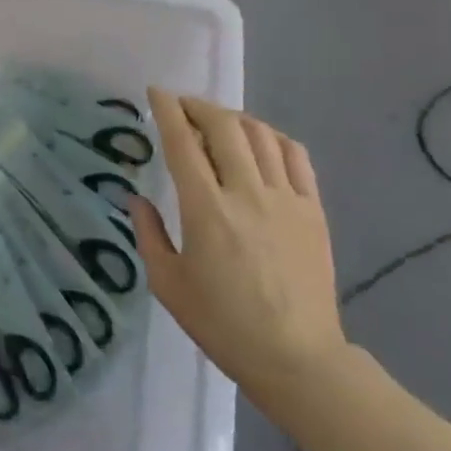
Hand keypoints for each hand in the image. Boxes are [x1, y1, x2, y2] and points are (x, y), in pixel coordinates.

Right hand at [133, 91, 349, 416]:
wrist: (296, 358)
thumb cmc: (222, 324)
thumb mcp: (168, 284)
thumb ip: (149, 234)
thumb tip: (137, 199)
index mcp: (205, 210)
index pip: (183, 143)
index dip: (167, 111)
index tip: (156, 93)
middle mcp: (246, 193)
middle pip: (224, 127)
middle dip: (199, 106)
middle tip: (182, 105)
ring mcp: (286, 199)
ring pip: (261, 135)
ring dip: (234, 118)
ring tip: (218, 121)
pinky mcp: (313, 210)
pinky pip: (296, 156)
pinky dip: (274, 137)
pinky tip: (261, 141)